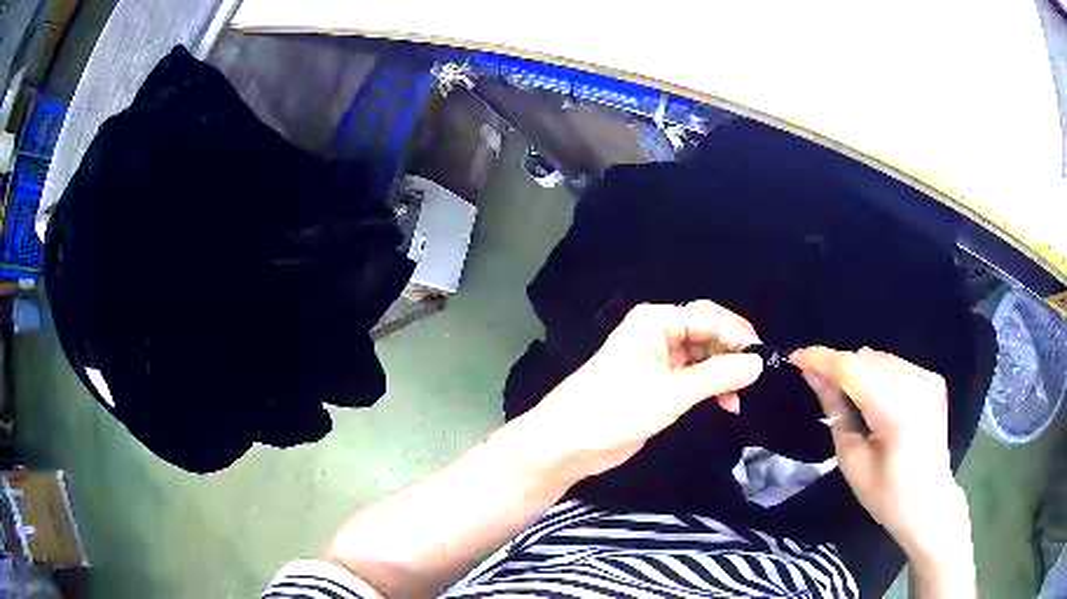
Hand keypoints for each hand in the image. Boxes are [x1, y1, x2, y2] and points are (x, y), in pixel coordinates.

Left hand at [516, 302, 762, 482]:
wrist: (568, 443)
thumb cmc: (615, 409)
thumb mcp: (671, 393)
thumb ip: (717, 376)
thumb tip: (758, 362)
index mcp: (655, 322)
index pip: (707, 316)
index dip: (736, 334)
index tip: (761, 358)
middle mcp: (657, 334)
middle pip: (706, 333)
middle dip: (731, 352)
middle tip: (755, 374)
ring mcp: (657, 360)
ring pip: (702, 357)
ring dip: (723, 373)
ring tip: (739, 397)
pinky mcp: (657, 385)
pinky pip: (693, 377)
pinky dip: (710, 388)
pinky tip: (726, 404)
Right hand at [790, 347, 971, 563]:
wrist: (929, 504)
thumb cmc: (886, 496)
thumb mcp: (852, 462)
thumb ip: (835, 413)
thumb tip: (813, 376)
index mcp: (896, 414)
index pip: (853, 370)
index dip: (822, 359)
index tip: (795, 358)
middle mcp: (916, 387)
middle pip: (866, 359)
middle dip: (840, 368)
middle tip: (820, 385)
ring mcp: (929, 380)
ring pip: (881, 359)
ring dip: (859, 371)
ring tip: (850, 398)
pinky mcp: (934, 381)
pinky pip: (896, 365)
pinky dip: (878, 375)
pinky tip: (876, 399)